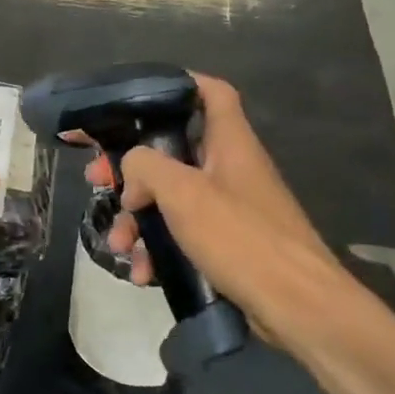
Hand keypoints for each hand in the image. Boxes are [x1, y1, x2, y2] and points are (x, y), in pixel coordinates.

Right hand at [86, 75, 346, 348]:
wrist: (297, 309)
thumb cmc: (242, 237)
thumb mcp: (184, 193)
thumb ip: (146, 166)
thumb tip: (130, 170)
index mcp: (229, 143)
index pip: (211, 92)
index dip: (179, 84)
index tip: (138, 94)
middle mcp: (229, 170)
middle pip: (172, 152)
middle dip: (130, 168)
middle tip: (97, 179)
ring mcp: (228, 210)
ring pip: (169, 200)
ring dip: (137, 220)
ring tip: (118, 244)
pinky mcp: (225, 246)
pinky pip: (180, 236)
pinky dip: (157, 251)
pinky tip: (140, 273)